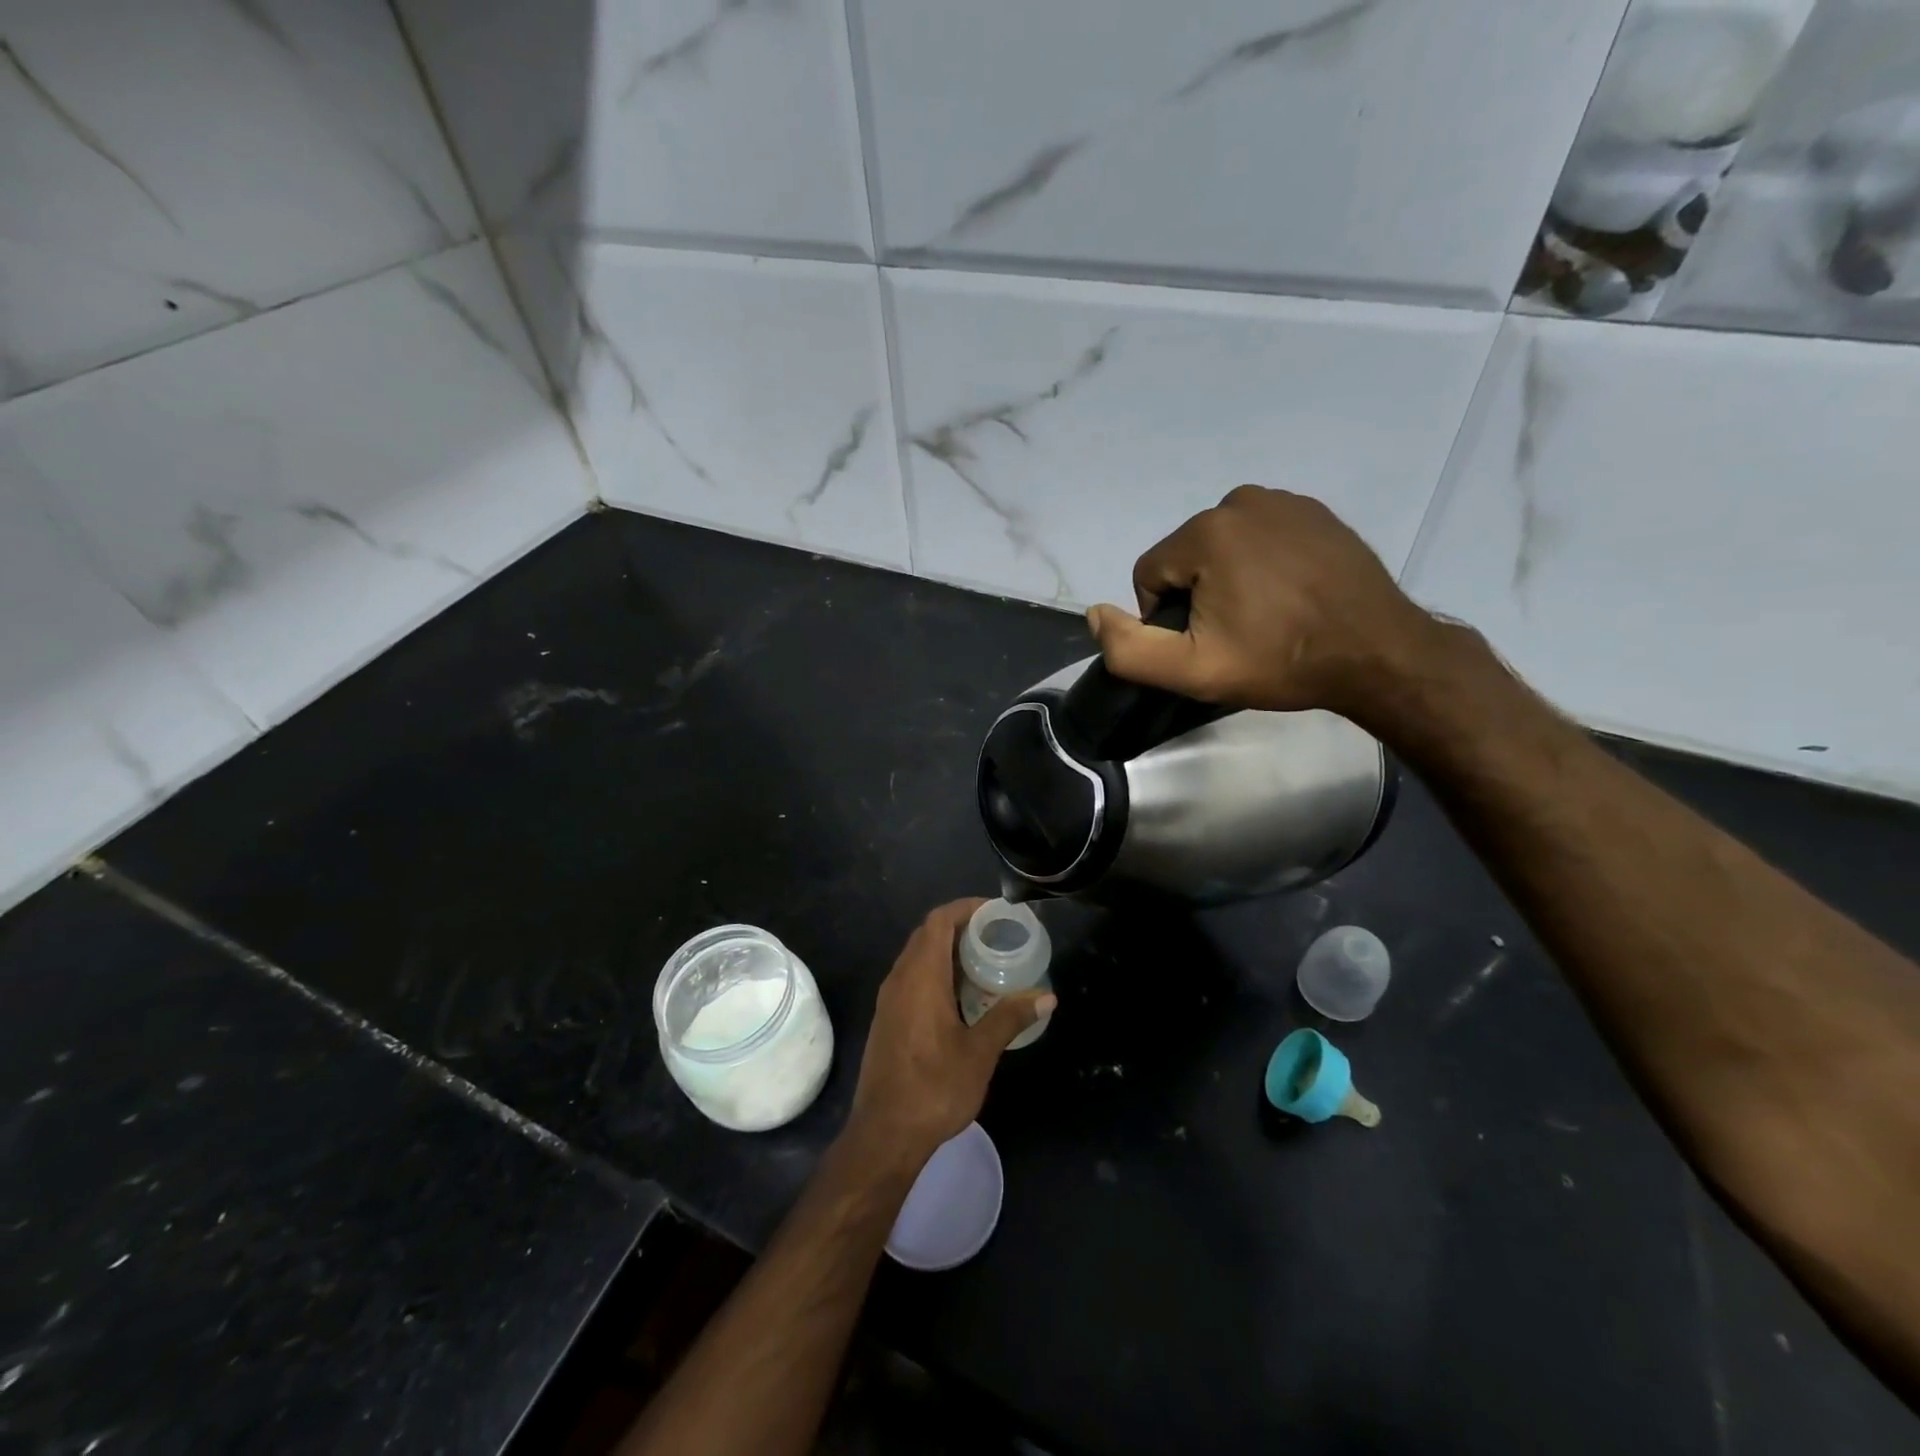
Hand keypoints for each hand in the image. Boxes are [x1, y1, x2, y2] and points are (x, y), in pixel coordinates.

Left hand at [843, 899, 1053, 1169]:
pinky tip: (963, 994)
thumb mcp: (980, 1053)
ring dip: (949, 950)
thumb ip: (1010, 1018)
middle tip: (998, 935)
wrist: (885, 1134)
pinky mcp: (888, 1017)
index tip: (996, 912)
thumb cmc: (934, 1088)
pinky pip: (913, 976)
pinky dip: (938, 971)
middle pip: (928, 934)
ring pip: (918, 956)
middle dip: (961, 926)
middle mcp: (899, 979)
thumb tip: (1047, 996)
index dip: (966, 908)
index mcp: (920, 977)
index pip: (939, 921)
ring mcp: (889, 999)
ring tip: (987, 960)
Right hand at [1086, 485, 1443, 720]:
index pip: (1149, 573)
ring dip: (1228, 578)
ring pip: (1222, 546)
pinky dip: (1262, 564)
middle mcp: (1240, 501)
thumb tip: (1095, 613)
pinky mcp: (1315, 512)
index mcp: (1205, 532)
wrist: (1376, 654)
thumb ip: (1129, 648)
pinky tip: (1289, 595)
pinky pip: (1261, 537)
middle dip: (1197, 594)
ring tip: (1265, 616)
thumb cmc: (1280, 661)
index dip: (1163, 617)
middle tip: (1236, 634)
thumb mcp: (1192, 671)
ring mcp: (1284, 501)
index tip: (1203, 644)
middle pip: (1186, 556)